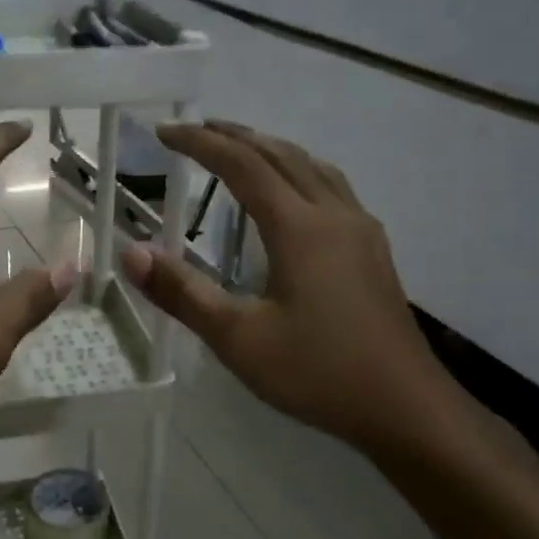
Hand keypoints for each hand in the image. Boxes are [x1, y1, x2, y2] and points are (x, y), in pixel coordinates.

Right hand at [120, 120, 457, 452]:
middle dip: (236, 136)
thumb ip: (183, 293)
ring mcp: (361, 230)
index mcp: (300, 228)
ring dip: (271, 149)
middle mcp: (334, 215)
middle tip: (196, 130)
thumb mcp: (238, 339)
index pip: (243, 165)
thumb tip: (132, 253)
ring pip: (313, 166)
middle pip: (281, 155)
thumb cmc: (318, 373)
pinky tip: (292, 195)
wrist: (405, 408)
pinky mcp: (373, 250)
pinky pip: (331, 187)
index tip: (164, 132)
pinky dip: (298, 170)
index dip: (201, 143)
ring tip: (239, 149)